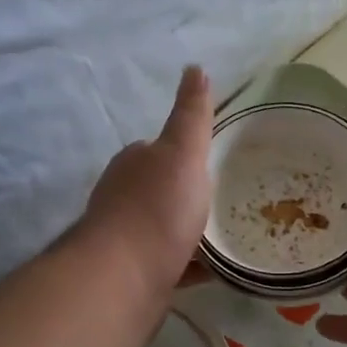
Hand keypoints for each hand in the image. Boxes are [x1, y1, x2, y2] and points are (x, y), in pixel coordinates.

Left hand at [81, 66, 213, 302]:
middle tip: (223, 199)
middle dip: (184, 194)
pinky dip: (188, 265)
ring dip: (187, 231)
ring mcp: (124, 240)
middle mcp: (122, 198)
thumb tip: (194, 67)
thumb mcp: (183, 153)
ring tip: (224, 236)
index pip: (157, 150)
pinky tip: (212, 271)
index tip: (209, 161)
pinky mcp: (133, 276)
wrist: (123, 279)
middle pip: (158, 190)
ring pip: (162, 229)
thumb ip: (191, 115)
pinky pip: (168, 265)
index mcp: (133, 164)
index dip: (182, 153)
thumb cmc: (157, 209)